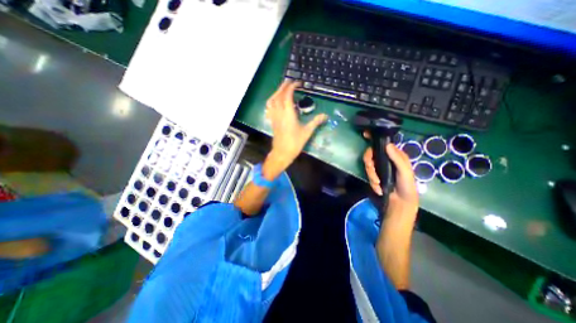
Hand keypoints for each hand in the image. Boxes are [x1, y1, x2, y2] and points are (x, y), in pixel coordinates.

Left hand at [266, 82, 327, 173]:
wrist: (282, 152)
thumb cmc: (295, 143)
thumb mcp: (307, 132)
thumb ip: (315, 122)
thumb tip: (325, 116)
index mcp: (288, 114)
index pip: (287, 95)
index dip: (292, 87)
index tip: (298, 83)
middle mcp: (279, 113)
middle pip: (278, 95)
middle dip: (283, 86)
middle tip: (289, 81)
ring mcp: (274, 117)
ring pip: (271, 100)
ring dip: (276, 92)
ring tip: (282, 89)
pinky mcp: (272, 121)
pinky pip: (269, 108)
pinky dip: (271, 101)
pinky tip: (275, 101)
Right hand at [363, 134, 418, 220]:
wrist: (401, 203)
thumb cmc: (407, 186)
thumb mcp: (405, 172)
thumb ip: (397, 159)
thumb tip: (387, 145)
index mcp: (395, 155)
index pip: (384, 143)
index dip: (374, 138)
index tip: (365, 134)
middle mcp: (385, 159)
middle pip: (370, 153)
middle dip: (369, 163)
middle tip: (372, 171)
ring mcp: (379, 167)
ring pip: (367, 164)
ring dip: (371, 175)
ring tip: (378, 184)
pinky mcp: (374, 175)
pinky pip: (368, 174)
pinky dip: (372, 181)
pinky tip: (378, 188)